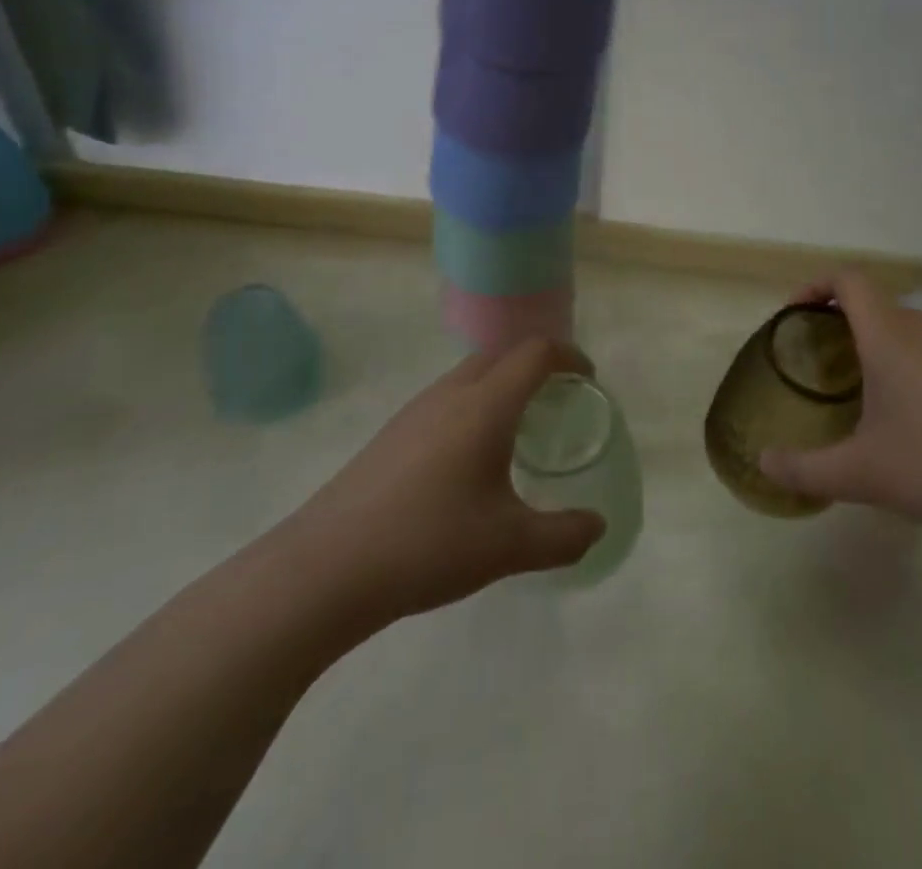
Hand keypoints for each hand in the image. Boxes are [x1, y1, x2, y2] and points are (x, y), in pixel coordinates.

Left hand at [271, 339, 605, 645]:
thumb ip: (563, 535)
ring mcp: (415, 411)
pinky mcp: (390, 435)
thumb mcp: (509, 546)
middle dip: (536, 364)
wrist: (324, 570)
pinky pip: (446, 398)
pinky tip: (469, 458)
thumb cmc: (428, 544)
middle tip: (558, 399)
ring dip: (501, 383)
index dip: (569, 356)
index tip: (588, 380)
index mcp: (486, 404)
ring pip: (470, 374)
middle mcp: (451, 393)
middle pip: (502, 353)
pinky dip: (473, 405)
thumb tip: (597, 527)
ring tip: (518, 427)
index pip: (536, 352)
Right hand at [758, 273, 921, 559]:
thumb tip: (764, 465)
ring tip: (866, 396)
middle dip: (844, 324)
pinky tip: (917, 422)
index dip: (816, 285)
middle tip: (823, 364)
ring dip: (881, 348)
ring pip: (909, 330)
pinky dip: (913, 369)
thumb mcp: (861, 474)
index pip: (848, 280)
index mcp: (889, 334)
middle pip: (877, 304)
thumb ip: (805, 469)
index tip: (795, 313)